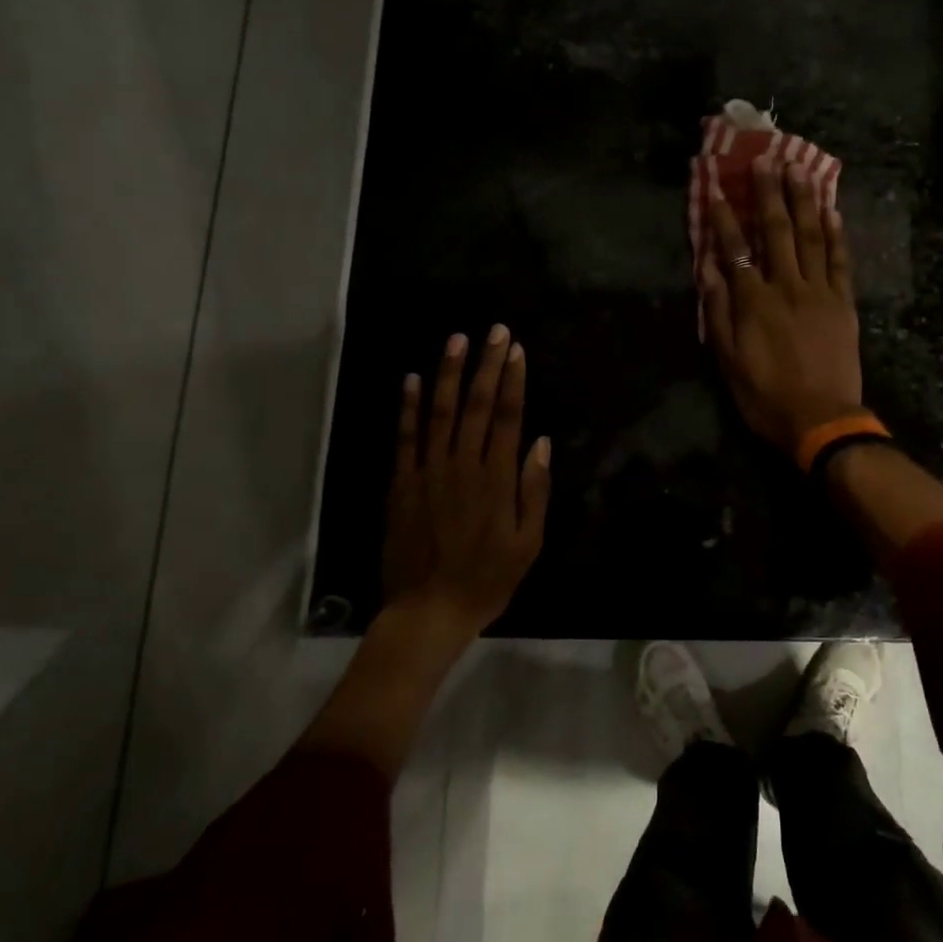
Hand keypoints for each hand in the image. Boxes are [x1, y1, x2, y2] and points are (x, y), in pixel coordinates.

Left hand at [383, 326, 551, 636]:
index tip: (517, 350)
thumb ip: (534, 490)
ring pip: (440, 411)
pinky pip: (405, 437)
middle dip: (487, 364)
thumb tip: (540, 442)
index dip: (514, 380)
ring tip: (457, 340)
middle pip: (478, 405)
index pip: (509, 417)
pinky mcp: (402, 482)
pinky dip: (407, 406)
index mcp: (498, 478)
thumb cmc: (488, 578)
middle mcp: (463, 465)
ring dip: (449, 373)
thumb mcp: (529, 542)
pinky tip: (411, 379)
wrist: (429, 610)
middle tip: (495, 331)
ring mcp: (429, 471)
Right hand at [701, 162, 864, 452]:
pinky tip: (832, 210)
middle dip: (768, 193)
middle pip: (777, 230)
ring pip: (811, 236)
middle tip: (765, 158)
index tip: (715, 186)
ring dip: (804, 200)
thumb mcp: (728, 359)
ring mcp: (820, 291)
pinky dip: (836, 233)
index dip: (723, 216)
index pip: (735, 247)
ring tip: (799, 169)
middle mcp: (786, 286)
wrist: (821, 420)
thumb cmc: (765, 395)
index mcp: (753, 300)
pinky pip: (840, 261)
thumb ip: (718, 310)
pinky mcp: (844, 302)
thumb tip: (708, 267)